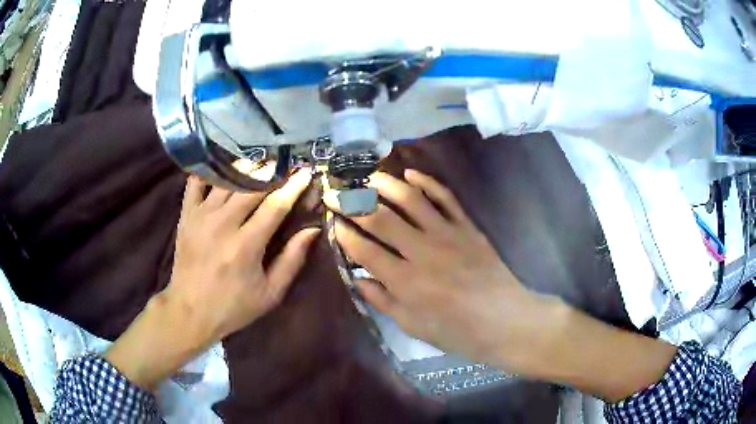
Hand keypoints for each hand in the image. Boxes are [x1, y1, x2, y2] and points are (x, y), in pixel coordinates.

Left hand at [106, 170, 317, 389]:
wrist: (189, 311)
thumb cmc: (233, 306)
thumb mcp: (270, 294)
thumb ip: (292, 260)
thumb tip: (312, 230)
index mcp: (245, 246)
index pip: (275, 206)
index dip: (293, 186)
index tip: (306, 173)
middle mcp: (222, 224)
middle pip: (251, 186)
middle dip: (273, 172)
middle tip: (286, 166)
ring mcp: (200, 216)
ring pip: (227, 179)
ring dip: (247, 168)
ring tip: (261, 164)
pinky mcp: (186, 215)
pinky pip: (196, 182)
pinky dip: (210, 171)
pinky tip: (224, 168)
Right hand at [323, 170, 553, 371]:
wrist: (503, 319)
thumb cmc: (456, 330)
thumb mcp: (413, 325)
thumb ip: (383, 301)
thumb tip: (357, 280)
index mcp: (405, 281)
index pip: (364, 249)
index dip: (344, 233)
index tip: (332, 221)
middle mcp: (422, 251)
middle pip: (381, 219)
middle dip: (353, 203)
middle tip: (337, 193)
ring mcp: (447, 234)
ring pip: (411, 200)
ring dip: (386, 185)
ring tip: (369, 177)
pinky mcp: (467, 226)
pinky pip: (445, 198)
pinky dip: (427, 182)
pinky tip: (411, 174)